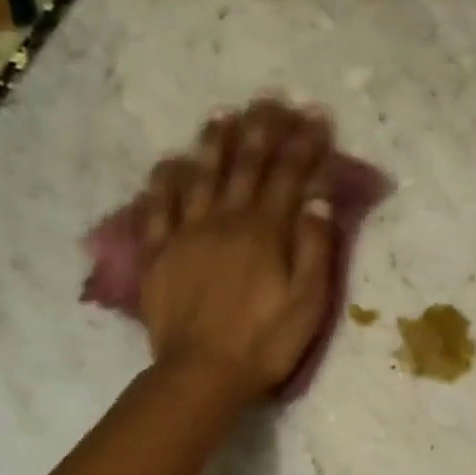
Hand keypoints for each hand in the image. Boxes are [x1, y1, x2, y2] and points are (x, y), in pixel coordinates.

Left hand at [137, 99, 335, 401]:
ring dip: (213, 143)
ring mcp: (186, 234)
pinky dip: (164, 182)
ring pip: (200, 176)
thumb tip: (318, 197)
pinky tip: (169, 163)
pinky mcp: (158, 254)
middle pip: (245, 165)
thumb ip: (315, 248)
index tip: (315, 116)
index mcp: (265, 232)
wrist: (202, 374)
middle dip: (260, 130)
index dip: (304, 144)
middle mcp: (225, 220)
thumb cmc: (264, 344)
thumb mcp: (308, 304)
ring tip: (222, 115)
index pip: (289, 176)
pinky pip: (157, 207)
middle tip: (268, 100)